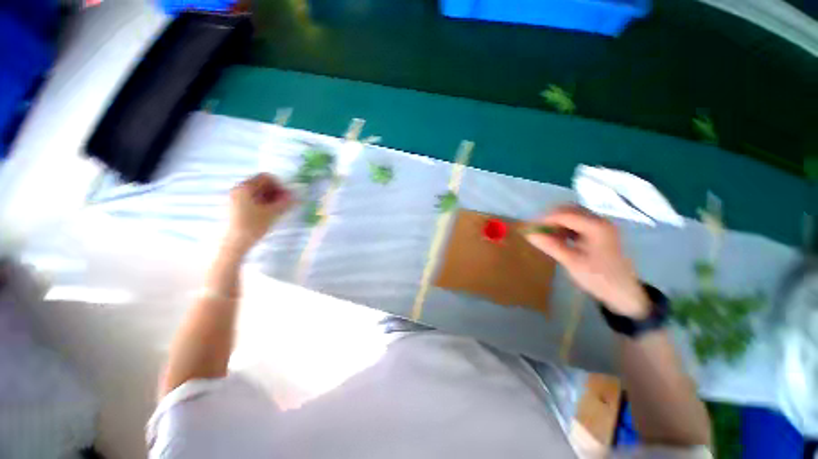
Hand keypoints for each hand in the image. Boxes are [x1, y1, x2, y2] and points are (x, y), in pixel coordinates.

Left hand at [223, 173, 293, 253]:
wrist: (233, 243)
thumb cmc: (253, 226)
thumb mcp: (273, 213)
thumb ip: (285, 202)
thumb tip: (295, 196)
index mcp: (245, 187)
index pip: (266, 177)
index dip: (280, 185)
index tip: (287, 197)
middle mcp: (238, 189)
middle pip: (261, 184)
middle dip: (275, 192)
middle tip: (284, 204)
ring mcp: (234, 198)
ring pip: (256, 192)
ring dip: (270, 198)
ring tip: (277, 210)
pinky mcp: (234, 207)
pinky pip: (251, 199)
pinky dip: (262, 203)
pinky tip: (267, 214)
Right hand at [526, 205, 649, 318]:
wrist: (624, 293)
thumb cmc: (598, 278)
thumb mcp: (572, 262)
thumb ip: (550, 245)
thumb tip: (529, 234)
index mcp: (596, 227)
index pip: (565, 214)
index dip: (545, 219)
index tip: (530, 229)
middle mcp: (600, 221)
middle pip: (570, 210)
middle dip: (551, 218)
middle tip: (538, 231)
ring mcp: (600, 226)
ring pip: (573, 215)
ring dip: (557, 222)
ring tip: (547, 236)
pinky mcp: (599, 232)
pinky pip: (578, 223)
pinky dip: (565, 227)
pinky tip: (559, 239)